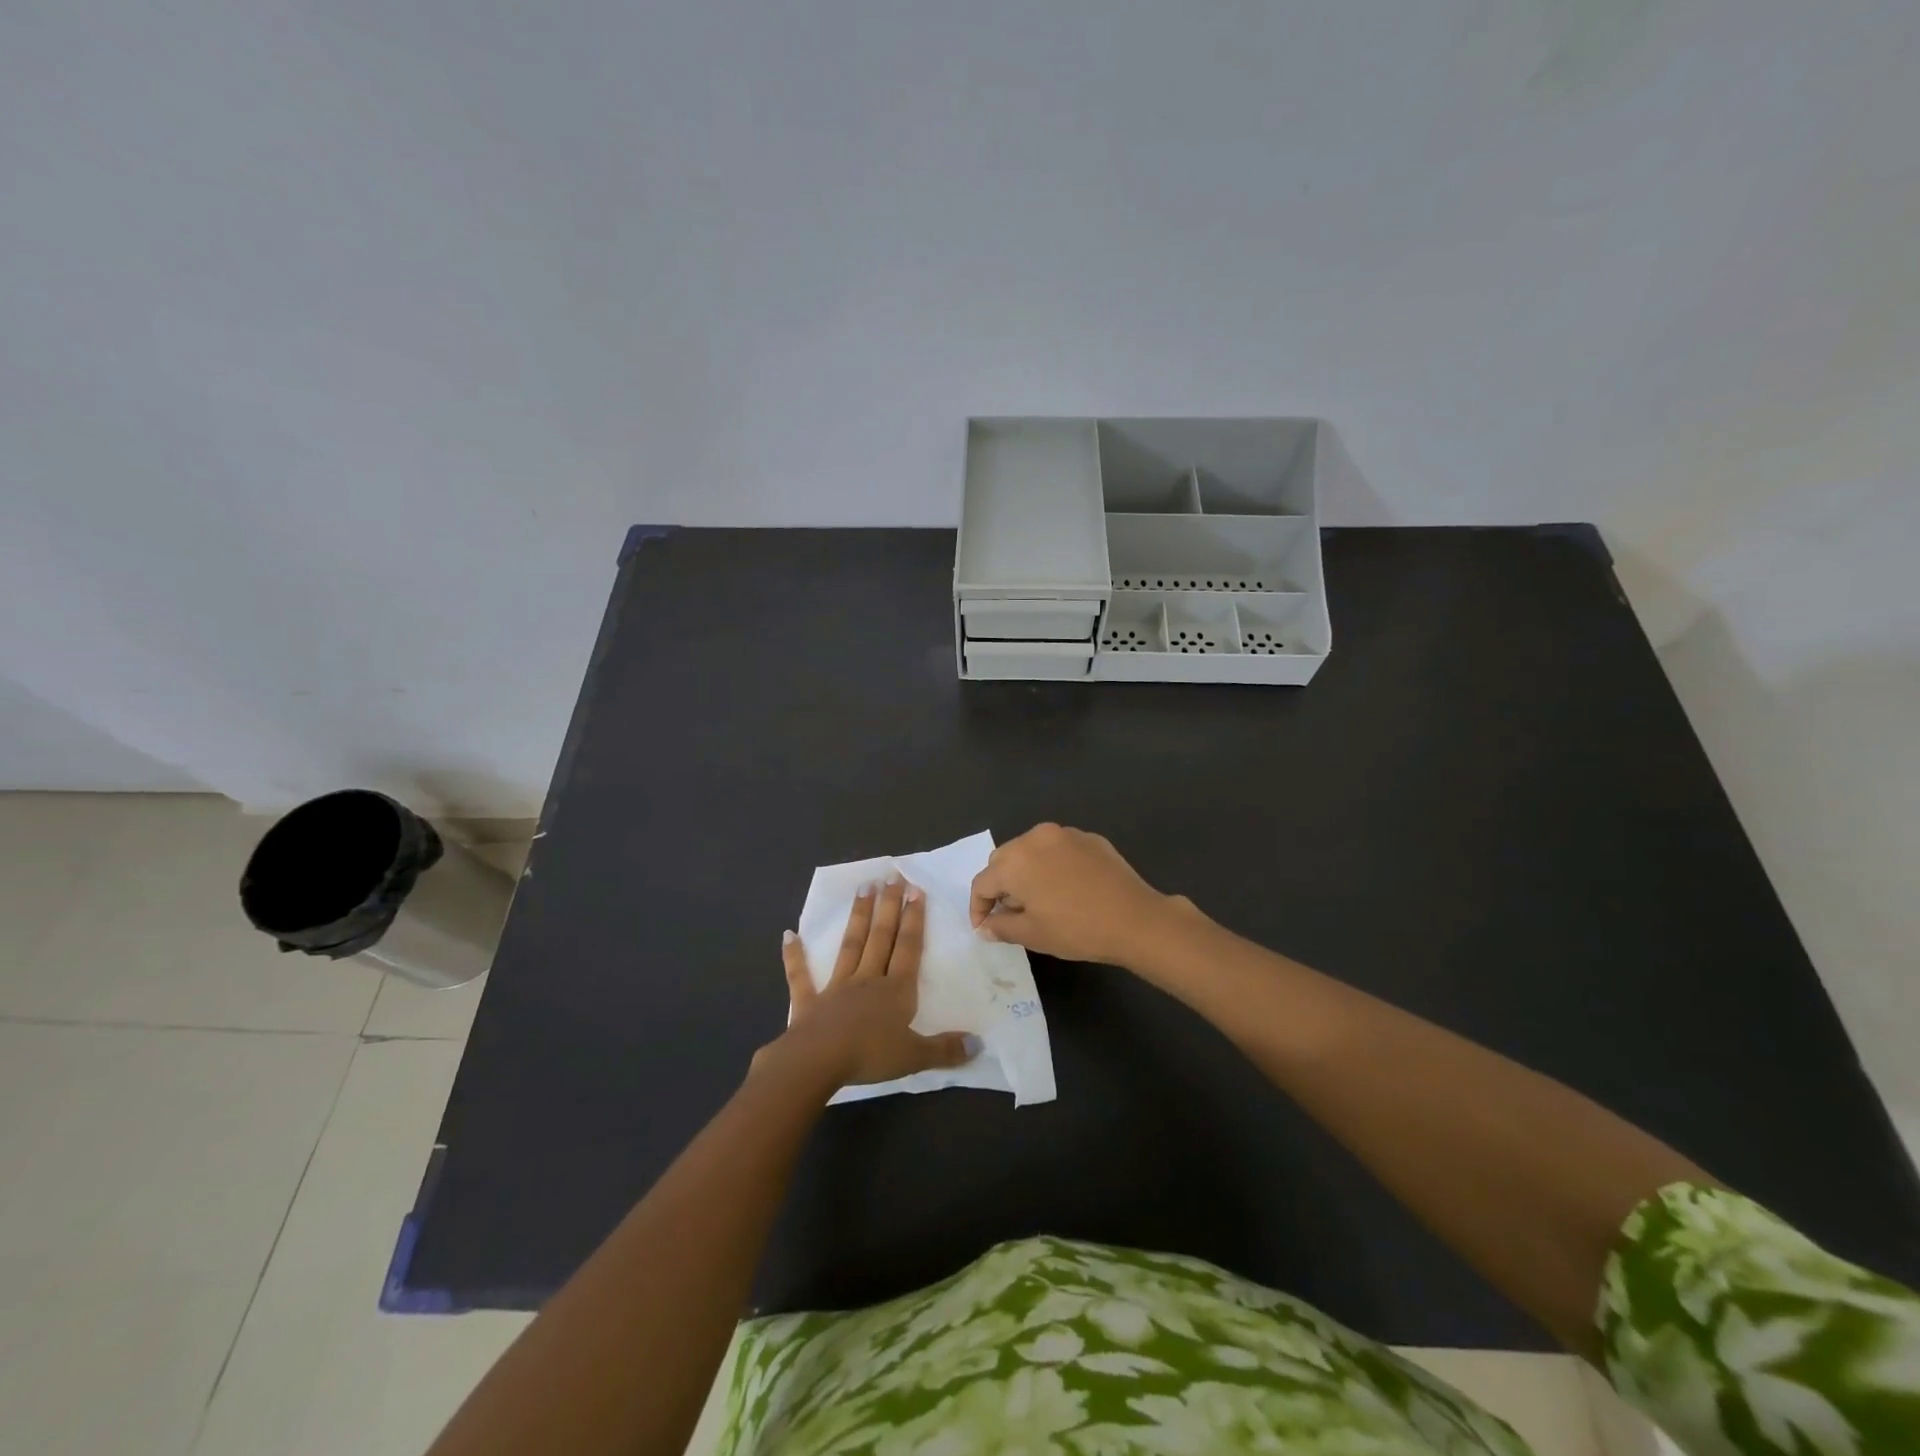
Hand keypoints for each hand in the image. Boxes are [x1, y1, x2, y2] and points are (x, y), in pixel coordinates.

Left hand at [759, 875, 977, 1089]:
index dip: (914, 919)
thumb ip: (945, 1049)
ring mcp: (836, 987)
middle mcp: (868, 979)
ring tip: (863, 887)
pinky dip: (795, 955)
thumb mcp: (915, 1056)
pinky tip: (789, 934)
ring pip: (850, 945)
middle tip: (891, 876)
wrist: (817, 1062)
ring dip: (857, 916)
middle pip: (881, 937)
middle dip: (889, 906)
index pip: (908, 948)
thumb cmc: (869, 1056)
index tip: (916, 889)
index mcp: (896, 990)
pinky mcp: (809, 1002)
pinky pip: (801, 976)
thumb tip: (979, 1044)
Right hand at [969, 823, 1187, 966]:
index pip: (983, 882)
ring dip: (1026, 872)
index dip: (978, 907)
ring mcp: (1065, 833)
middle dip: (1001, 885)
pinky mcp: (1089, 838)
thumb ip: (1001, 927)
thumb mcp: (1033, 934)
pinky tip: (1067, 888)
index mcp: (1015, 861)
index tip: (983, 927)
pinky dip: (1052, 865)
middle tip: (1011, 913)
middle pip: (1004, 860)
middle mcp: (1035, 838)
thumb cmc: (1076, 929)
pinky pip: (1058, 849)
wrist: (1135, 919)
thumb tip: (986, 926)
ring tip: (1038, 899)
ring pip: (1031, 850)